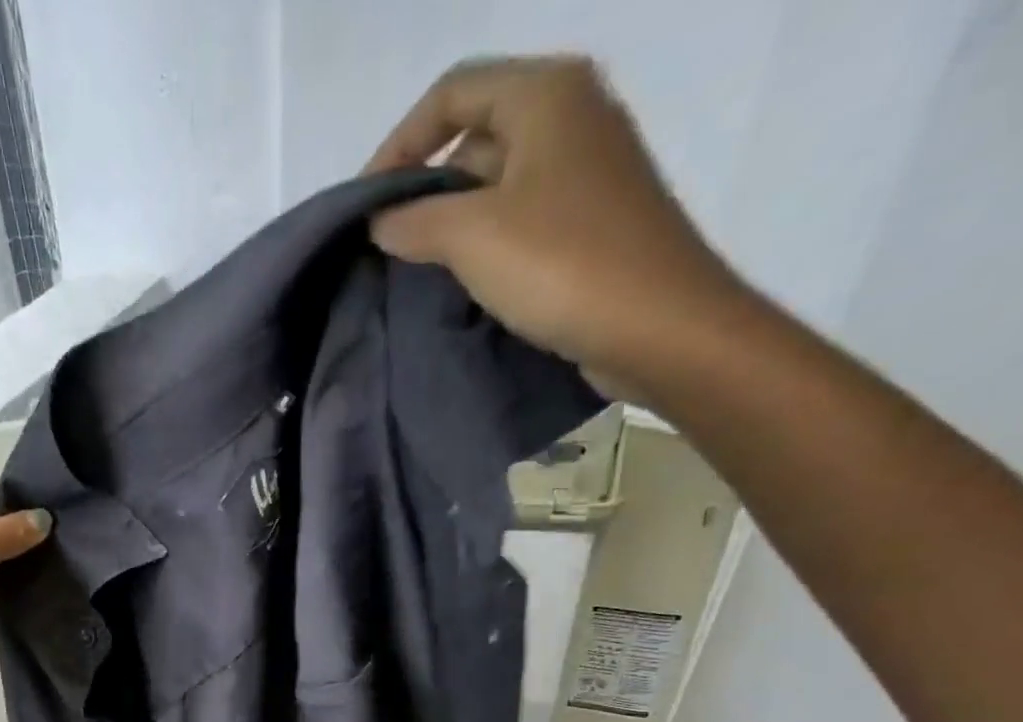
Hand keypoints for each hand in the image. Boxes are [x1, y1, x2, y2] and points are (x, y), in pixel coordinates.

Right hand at [366, 57, 745, 397]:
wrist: (657, 326)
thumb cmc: (562, 264)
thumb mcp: (472, 236)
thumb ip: (415, 222)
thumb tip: (380, 222)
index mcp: (546, 94)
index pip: (451, 93)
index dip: (398, 144)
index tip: (365, 205)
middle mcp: (571, 116)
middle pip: (474, 135)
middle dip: (424, 186)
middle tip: (385, 242)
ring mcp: (585, 171)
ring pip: (496, 182)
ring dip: (450, 220)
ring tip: (413, 268)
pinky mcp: (590, 222)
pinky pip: (519, 218)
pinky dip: (483, 242)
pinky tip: (460, 282)